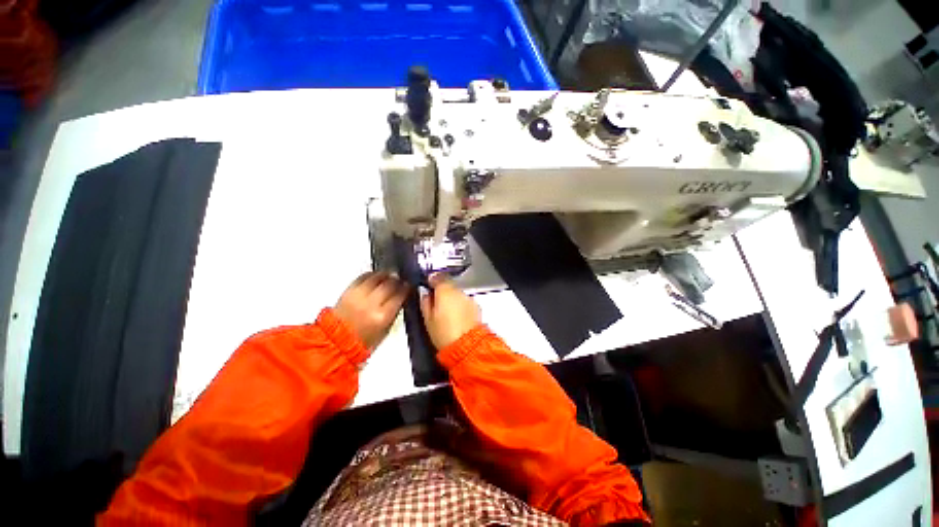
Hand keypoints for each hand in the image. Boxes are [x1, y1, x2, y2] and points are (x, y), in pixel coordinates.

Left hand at [334, 272, 408, 350]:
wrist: (337, 341)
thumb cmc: (364, 340)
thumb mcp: (386, 330)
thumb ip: (394, 312)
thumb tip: (401, 297)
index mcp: (382, 316)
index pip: (399, 295)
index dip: (406, 288)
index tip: (409, 286)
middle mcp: (371, 304)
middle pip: (389, 284)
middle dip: (397, 280)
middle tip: (400, 280)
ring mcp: (358, 296)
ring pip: (376, 277)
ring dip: (385, 275)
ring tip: (390, 276)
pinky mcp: (348, 291)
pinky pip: (362, 277)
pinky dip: (371, 275)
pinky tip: (376, 277)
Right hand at [420, 274, 481, 348]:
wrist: (467, 346)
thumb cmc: (445, 334)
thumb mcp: (427, 320)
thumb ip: (425, 303)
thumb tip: (426, 295)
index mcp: (445, 291)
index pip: (437, 277)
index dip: (432, 280)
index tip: (428, 285)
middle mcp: (458, 292)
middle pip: (449, 285)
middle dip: (442, 292)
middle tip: (435, 303)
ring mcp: (469, 299)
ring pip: (457, 294)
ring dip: (452, 299)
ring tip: (447, 314)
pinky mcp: (476, 307)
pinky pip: (465, 302)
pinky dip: (460, 306)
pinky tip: (457, 318)